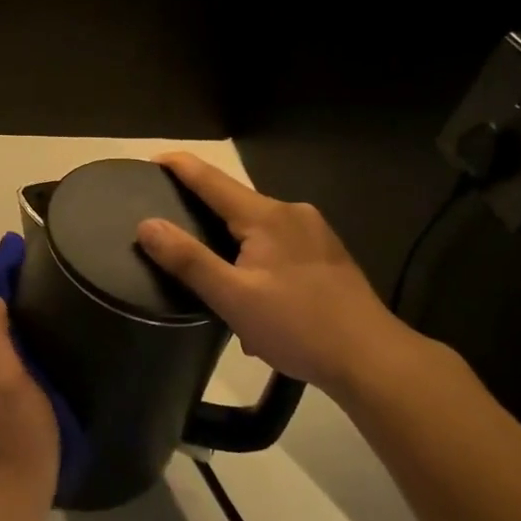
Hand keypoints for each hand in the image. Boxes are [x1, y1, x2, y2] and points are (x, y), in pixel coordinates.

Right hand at [136, 153, 410, 398]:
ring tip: (214, 280)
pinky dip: (258, 262)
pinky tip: (256, 300)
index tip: (151, 161)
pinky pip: (279, 247)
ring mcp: (315, 234)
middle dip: (204, 214)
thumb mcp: (233, 297)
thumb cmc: (298, 326)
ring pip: (259, 229)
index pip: (212, 179)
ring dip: (233, 247)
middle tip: (173, 233)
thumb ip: (187, 260)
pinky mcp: (328, 256)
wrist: (373, 359)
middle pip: (235, 202)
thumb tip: (147, 225)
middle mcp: (292, 213)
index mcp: (266, 216)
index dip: (179, 167)